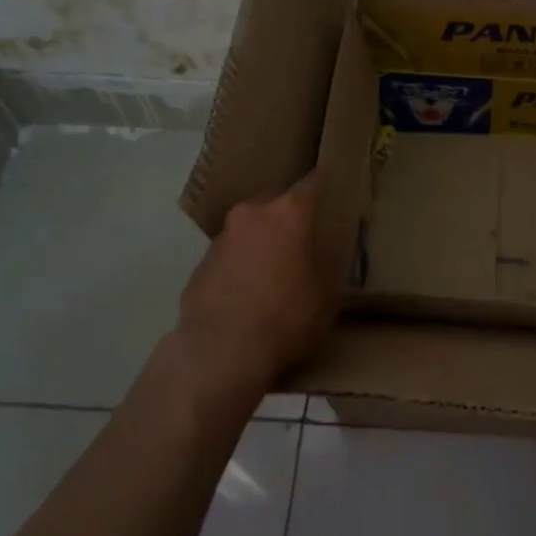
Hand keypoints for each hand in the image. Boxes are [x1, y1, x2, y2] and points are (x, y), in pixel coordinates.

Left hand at [176, 173, 334, 401]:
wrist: (219, 353)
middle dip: (291, 214)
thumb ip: (329, 264)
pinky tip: (249, 291)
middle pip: (277, 200)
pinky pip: (231, 253)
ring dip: (263, 239)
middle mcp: (252, 214)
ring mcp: (222, 237)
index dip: (326, 184)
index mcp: (288, 213)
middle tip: (305, 236)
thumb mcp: (327, 296)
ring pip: (251, 226)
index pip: (313, 183)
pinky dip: (242, 263)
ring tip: (275, 268)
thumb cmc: (285, 319)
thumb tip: (328, 250)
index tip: (335, 186)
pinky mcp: (201, 263)